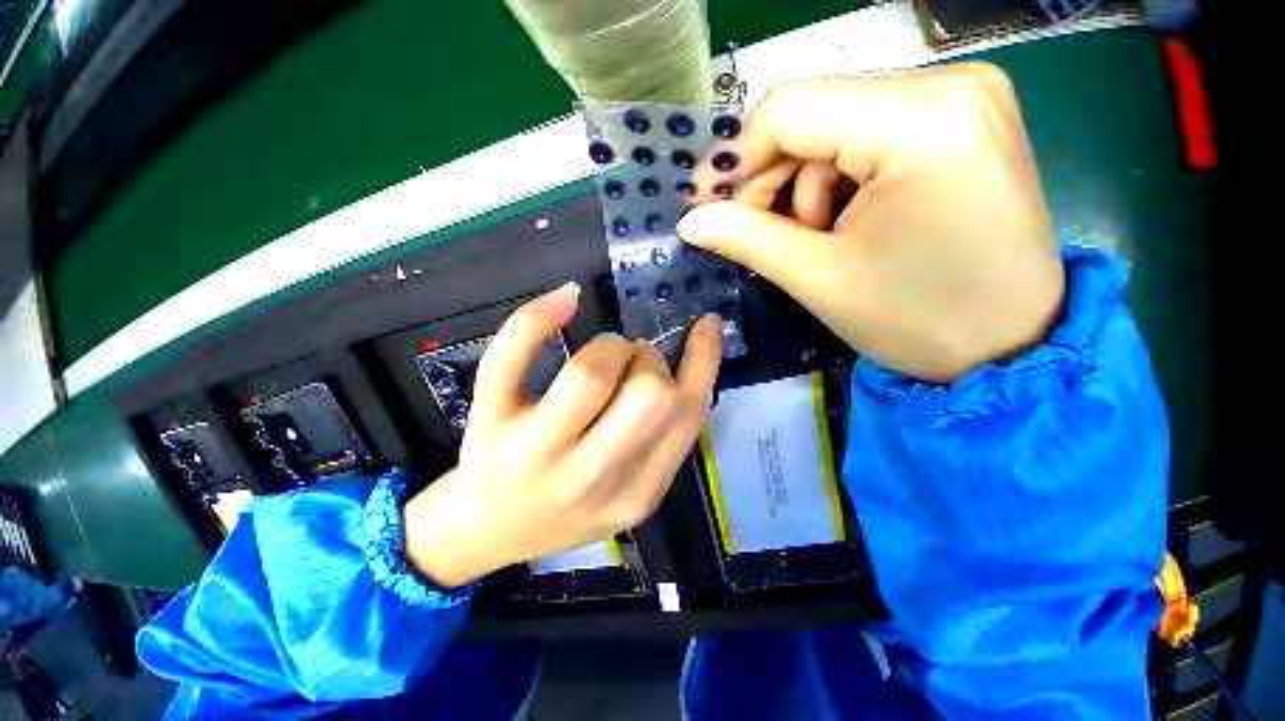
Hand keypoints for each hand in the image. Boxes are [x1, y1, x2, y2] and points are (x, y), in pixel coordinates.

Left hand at [403, 284, 721, 588]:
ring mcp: (534, 450)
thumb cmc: (567, 512)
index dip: (704, 359)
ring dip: (611, 346)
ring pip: (592, 372)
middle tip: (633, 366)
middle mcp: (590, 475)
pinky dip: (539, 317)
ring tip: (603, 356)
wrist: (488, 533)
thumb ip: (666, 440)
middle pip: (647, 391)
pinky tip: (566, 300)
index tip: (708, 325)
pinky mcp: (490, 423)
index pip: (686, 415)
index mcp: (636, 492)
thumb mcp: (634, 492)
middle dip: (649, 361)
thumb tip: (691, 354)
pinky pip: (512, 358)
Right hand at [678, 63, 1063, 380]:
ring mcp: (965, 97)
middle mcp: (950, 84)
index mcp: (921, 119)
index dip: (732, 159)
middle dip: (767, 176)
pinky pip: (870, 133)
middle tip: (750, 229)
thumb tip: (690, 221)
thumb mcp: (818, 278)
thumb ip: (745, 238)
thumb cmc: (917, 319)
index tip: (704, 205)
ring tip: (811, 237)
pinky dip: (839, 177)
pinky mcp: (965, 120)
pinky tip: (844, 222)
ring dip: (803, 183)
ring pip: (837, 123)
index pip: (788, 110)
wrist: (1012, 345)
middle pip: (813, 112)